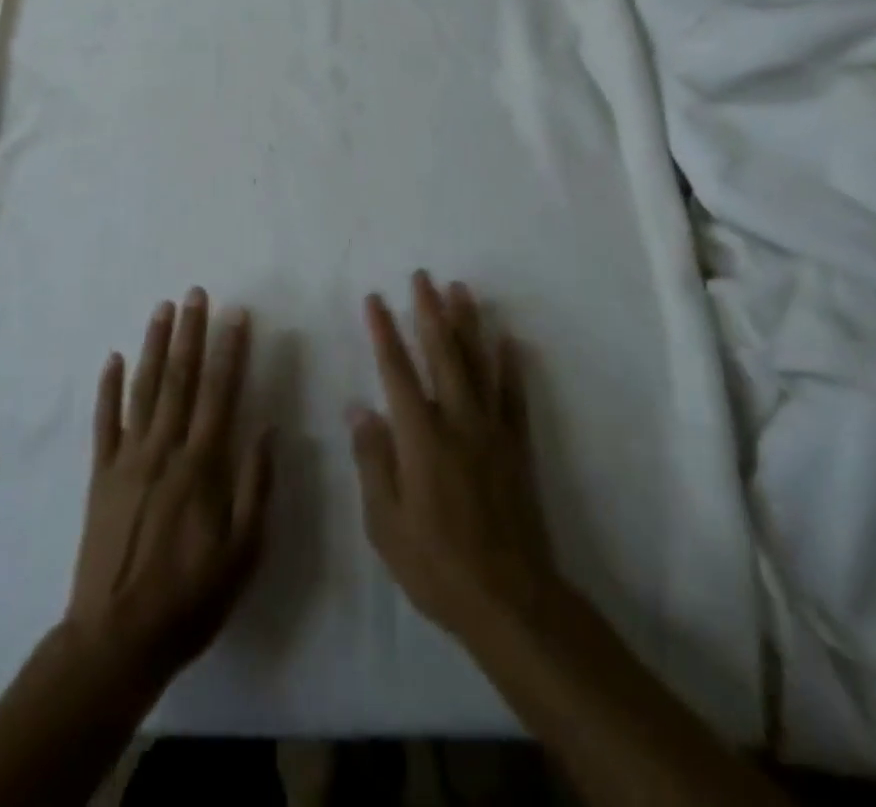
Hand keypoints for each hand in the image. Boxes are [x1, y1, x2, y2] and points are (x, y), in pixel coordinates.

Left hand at [65, 288, 272, 686]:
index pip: (219, 392)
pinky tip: (112, 358)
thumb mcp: (244, 553)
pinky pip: (104, 422)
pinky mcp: (100, 475)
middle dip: (190, 332)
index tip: (236, 314)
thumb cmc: (190, 598)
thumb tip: (267, 428)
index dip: (229, 350)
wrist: (116, 639)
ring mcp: (127, 459)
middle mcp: (164, 449)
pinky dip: (107, 388)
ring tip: (161, 308)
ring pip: (142, 389)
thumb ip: (256, 486)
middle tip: (195, 293)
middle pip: (179, 378)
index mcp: (202, 465)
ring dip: (153, 345)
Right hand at [348, 272, 556, 638]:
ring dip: (468, 323)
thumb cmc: (436, 564)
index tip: (376, 298)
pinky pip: (514, 396)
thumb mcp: (385, 522)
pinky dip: (510, 365)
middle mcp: (457, 420)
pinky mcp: (517, 447)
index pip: (396, 369)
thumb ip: (373, 459)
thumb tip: (359, 407)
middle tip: (423, 276)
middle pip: (441, 353)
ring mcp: (491, 430)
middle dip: (429, 310)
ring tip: (460, 289)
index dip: (384, 331)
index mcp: (420, 436)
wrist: (510, 599)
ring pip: (478, 363)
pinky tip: (509, 340)